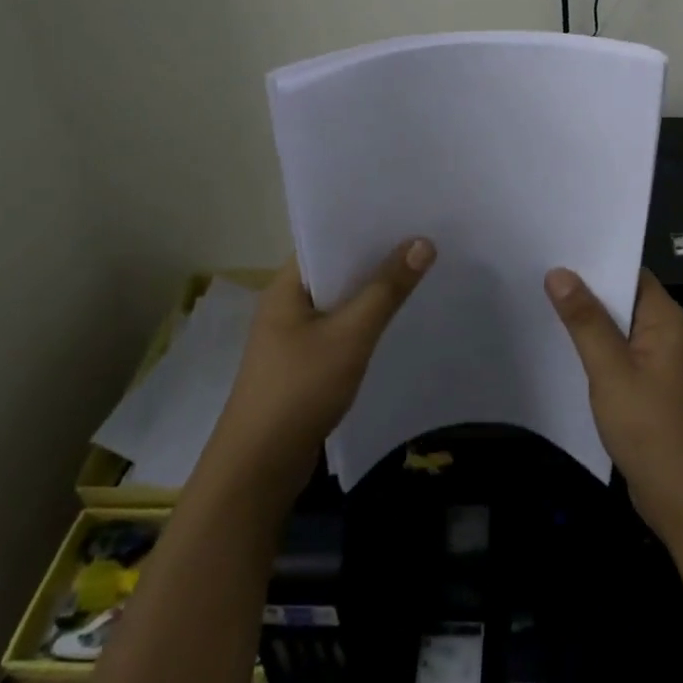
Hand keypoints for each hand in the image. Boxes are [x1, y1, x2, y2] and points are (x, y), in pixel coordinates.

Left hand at [208, 239, 434, 496]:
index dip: (363, 226)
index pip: (325, 240)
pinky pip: (340, 331)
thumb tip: (423, 242)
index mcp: (286, 287)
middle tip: (424, 241)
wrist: (259, 468)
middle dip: (376, 259)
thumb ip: (387, 289)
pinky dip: (365, 324)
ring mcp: (293, 337)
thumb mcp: (350, 335)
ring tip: (419, 274)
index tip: (405, 215)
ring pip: (340, 303)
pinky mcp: (303, 365)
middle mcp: (286, 305)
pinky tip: (396, 322)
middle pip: (336, 271)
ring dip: (372, 294)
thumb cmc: (299, 390)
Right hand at [544, 267, 682, 549]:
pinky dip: (594, 349)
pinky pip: (619, 355)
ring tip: (540, 302)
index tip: (555, 249)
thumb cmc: (651, 429)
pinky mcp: (650, 388)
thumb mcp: (611, 371)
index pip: (630, 272)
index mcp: (666, 320)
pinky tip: (562, 348)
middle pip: (622, 299)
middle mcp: (667, 334)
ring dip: (587, 321)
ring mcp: (659, 363)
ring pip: (618, 329)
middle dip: (584, 289)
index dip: (595, 260)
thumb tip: (559, 272)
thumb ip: (585, 320)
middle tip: (537, 271)